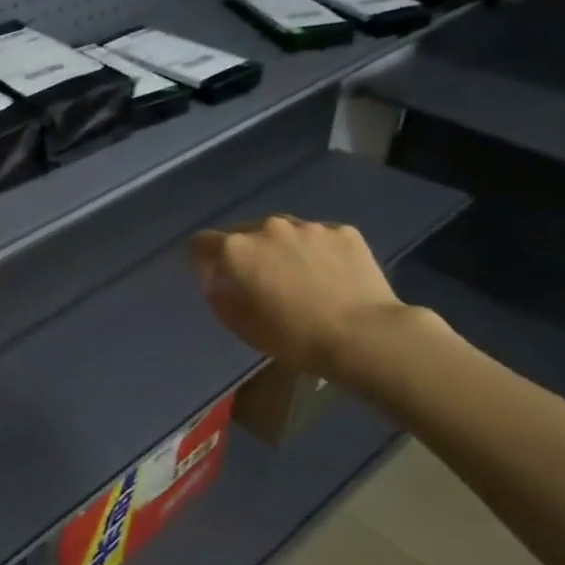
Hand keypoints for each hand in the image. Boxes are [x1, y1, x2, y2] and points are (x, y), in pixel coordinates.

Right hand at [189, 217, 422, 380]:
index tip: (213, 278)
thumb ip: (219, 296)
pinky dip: (315, 252)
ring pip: (283, 232)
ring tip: (298, 278)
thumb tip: (216, 280)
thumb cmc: (292, 337)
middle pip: (242, 233)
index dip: (201, 260)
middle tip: (259, 282)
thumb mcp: (241, 326)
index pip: (201, 242)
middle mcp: (268, 227)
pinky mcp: (343, 232)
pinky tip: (329, 277)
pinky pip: (318, 237)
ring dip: (280, 249)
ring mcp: (309, 226)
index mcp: (236, 250)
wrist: (363, 335)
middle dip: (244, 253)